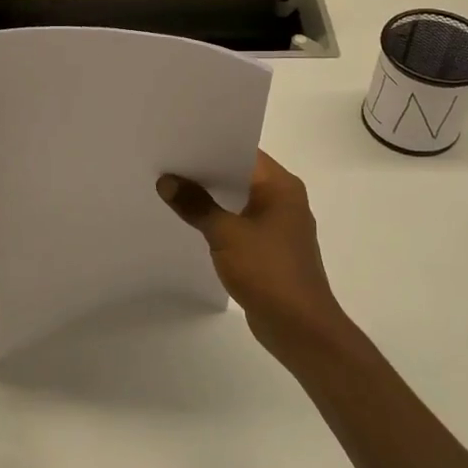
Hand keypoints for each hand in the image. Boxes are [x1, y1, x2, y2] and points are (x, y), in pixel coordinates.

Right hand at [157, 151, 353, 362]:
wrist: (300, 328)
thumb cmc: (269, 272)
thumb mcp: (225, 234)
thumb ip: (195, 205)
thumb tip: (167, 181)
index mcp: (281, 187)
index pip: (243, 151)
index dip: (211, 145)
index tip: (178, 140)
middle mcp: (284, 199)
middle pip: (239, 175)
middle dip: (205, 171)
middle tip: (167, 161)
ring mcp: (278, 226)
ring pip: (238, 200)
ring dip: (210, 197)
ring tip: (171, 187)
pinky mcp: (269, 249)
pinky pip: (239, 223)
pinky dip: (218, 219)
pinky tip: (191, 221)